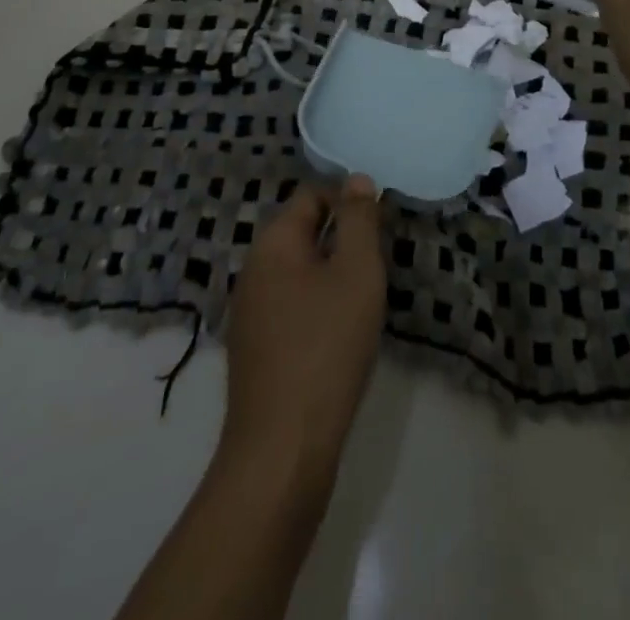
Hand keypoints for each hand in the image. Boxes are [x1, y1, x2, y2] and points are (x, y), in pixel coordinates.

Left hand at [221, 177, 385, 493]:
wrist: (283, 450)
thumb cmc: (326, 346)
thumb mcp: (356, 271)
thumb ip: (359, 220)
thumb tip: (356, 179)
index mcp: (273, 243)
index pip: (312, 196)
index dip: (348, 203)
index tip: (379, 229)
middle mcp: (253, 270)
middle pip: (304, 233)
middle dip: (342, 242)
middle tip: (376, 268)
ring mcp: (250, 313)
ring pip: (300, 273)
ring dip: (332, 278)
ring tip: (364, 303)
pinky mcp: (255, 350)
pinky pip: (292, 308)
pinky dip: (318, 310)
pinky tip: (340, 338)